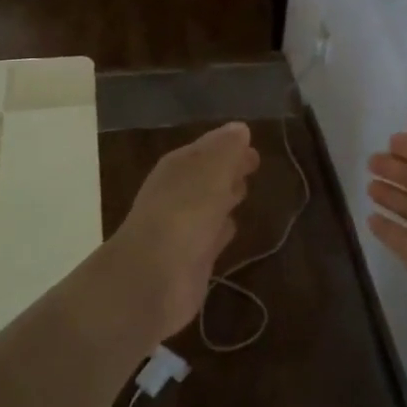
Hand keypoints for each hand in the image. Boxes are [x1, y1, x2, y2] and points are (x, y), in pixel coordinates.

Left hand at [109, 122, 260, 341]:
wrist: (153, 279)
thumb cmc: (185, 213)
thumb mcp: (211, 171)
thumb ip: (227, 150)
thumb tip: (239, 128)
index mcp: (178, 167)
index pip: (207, 147)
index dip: (229, 144)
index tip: (252, 142)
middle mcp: (178, 193)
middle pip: (208, 174)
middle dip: (229, 168)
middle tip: (253, 164)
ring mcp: (184, 227)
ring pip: (210, 204)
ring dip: (225, 196)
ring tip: (245, 190)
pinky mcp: (193, 258)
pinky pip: (212, 235)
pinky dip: (222, 228)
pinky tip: (233, 227)